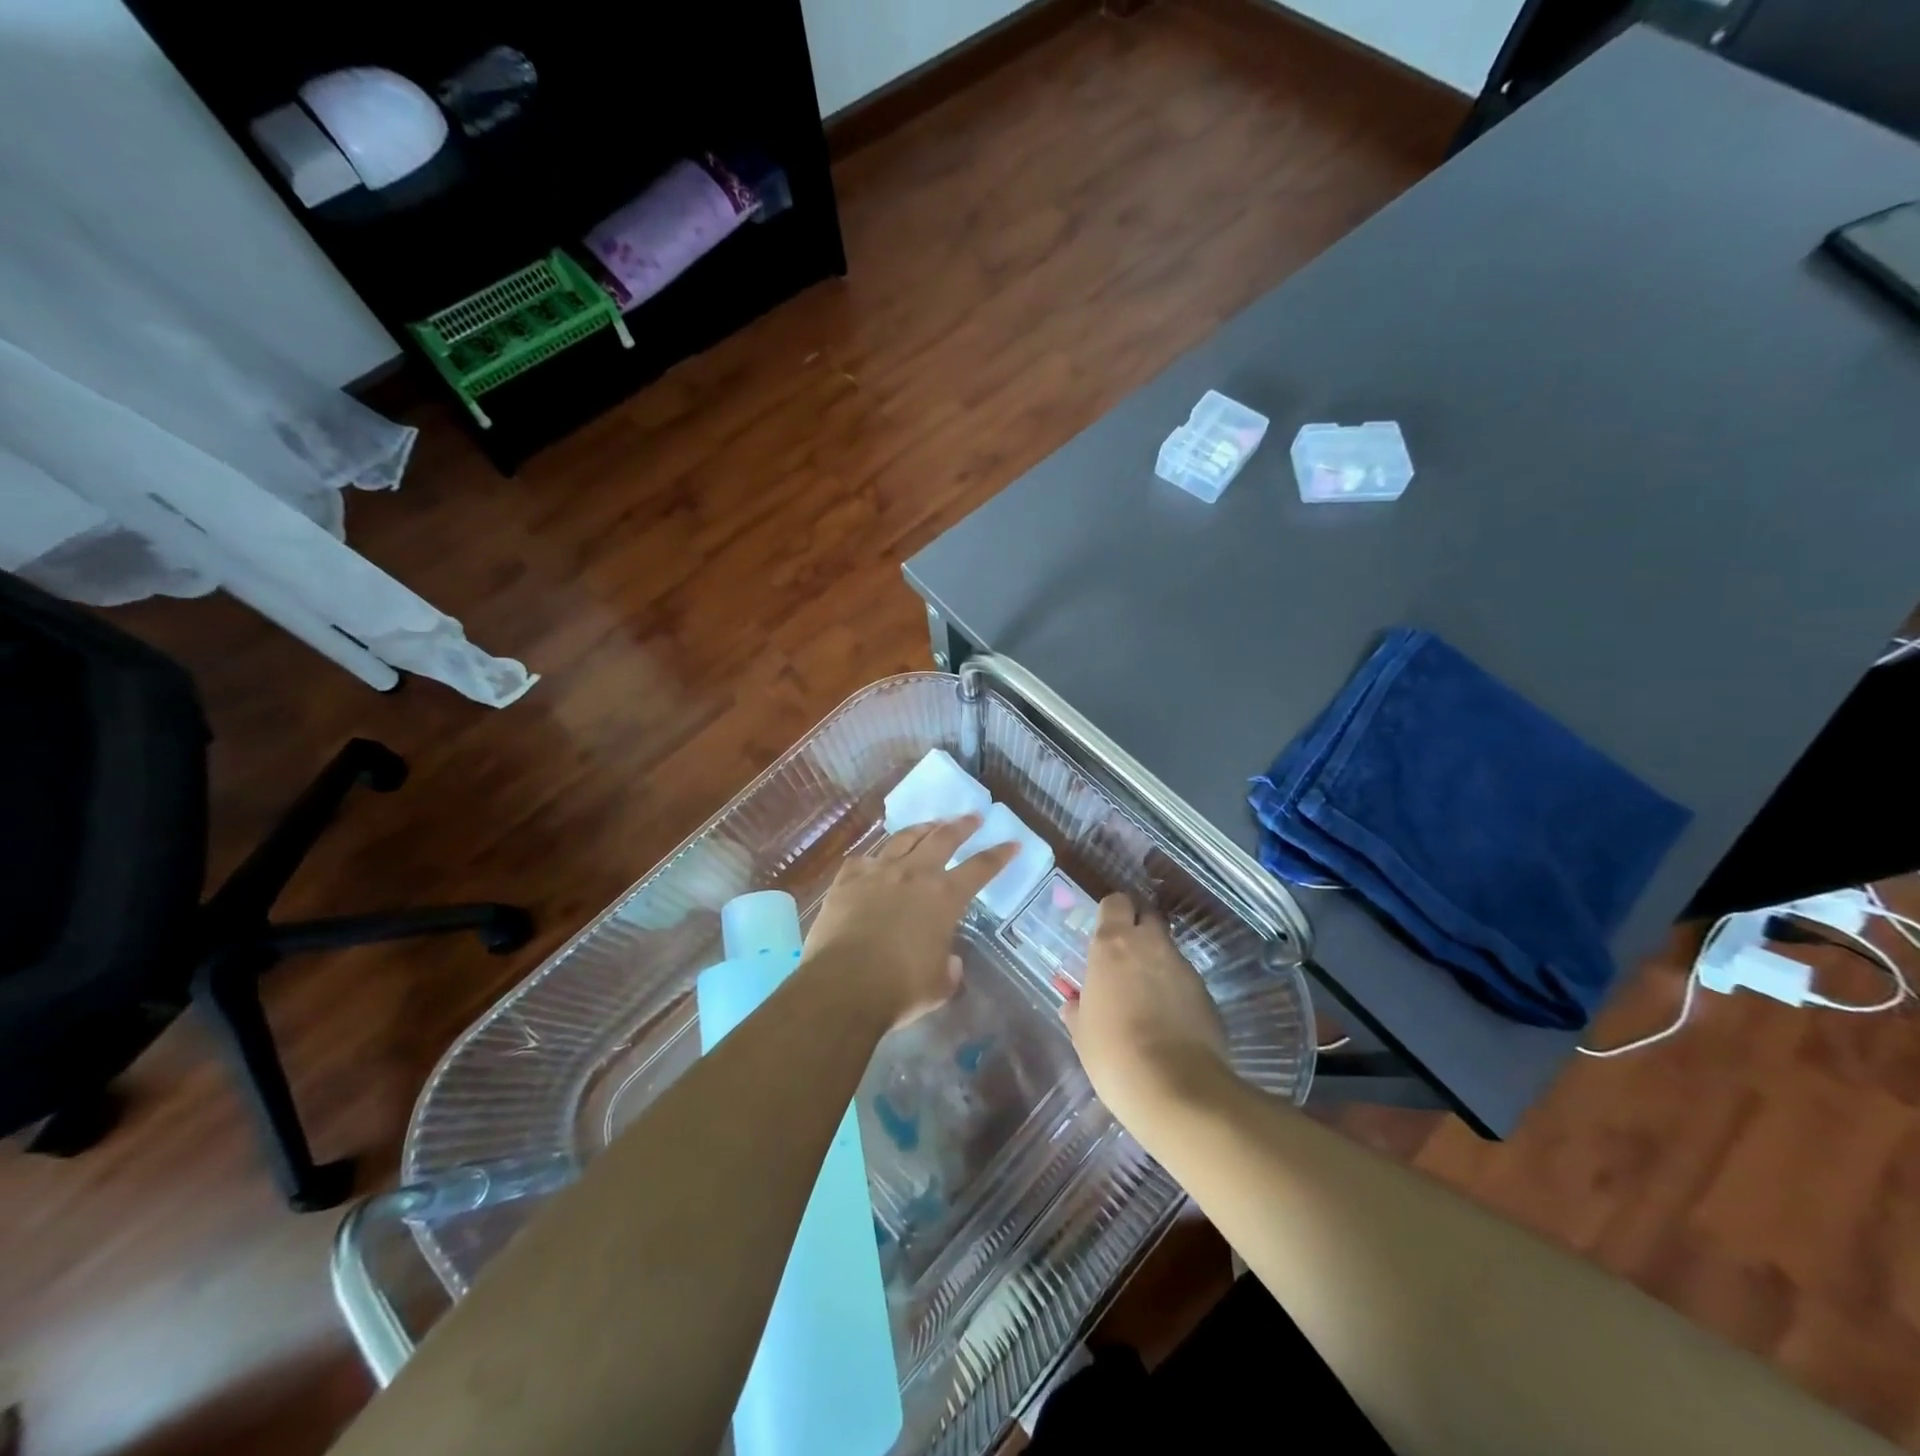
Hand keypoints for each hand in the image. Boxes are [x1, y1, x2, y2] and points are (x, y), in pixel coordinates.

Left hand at [803, 816, 1016, 1027]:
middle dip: (962, 825)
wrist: (844, 983)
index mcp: (944, 897)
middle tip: (973, 817)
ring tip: (931, 824)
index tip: (1012, 842)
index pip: (981, 868)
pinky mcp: (847, 879)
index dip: (999, 854)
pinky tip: (875, 860)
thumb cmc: (900, 987)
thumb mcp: (939, 984)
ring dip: (922, 828)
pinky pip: (864, 859)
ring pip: (904, 838)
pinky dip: (875, 858)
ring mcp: (878, 871)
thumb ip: (948, 967)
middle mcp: (914, 874)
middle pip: (943, 838)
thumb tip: (948, 961)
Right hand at [1061, 894, 1235, 1130]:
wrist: (1176, 1089)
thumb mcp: (1082, 1033)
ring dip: (1157, 962)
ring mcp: (1183, 968)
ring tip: (1146, 997)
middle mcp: (1150, 945)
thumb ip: (1079, 1009)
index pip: (1115, 902)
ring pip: (1168, 949)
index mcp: (1112, 945)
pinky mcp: (1207, 993)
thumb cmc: (1114, 1053)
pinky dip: (1176, 990)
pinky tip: (1168, 1021)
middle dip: (1138, 929)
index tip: (1103, 933)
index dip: (1111, 913)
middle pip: (1147, 917)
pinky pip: (1185, 980)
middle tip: (1124, 958)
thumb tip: (1075, 1004)